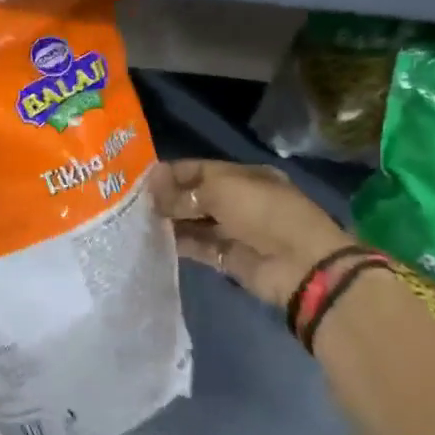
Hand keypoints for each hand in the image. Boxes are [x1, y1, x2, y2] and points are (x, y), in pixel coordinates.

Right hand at [153, 159, 356, 310]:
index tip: (140, 180)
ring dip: (171, 221)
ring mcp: (234, 230)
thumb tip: (152, 188)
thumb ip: (184, 192)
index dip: (172, 173)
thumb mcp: (222, 191)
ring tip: (137, 221)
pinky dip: (179, 243)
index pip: (200, 169)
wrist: (301, 264)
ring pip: (195, 222)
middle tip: (133, 202)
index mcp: (244, 176)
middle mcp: (238, 200)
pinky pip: (199, 246)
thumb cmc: (264, 213)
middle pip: (196, 196)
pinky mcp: (229, 257)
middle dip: (168, 198)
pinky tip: (154, 241)